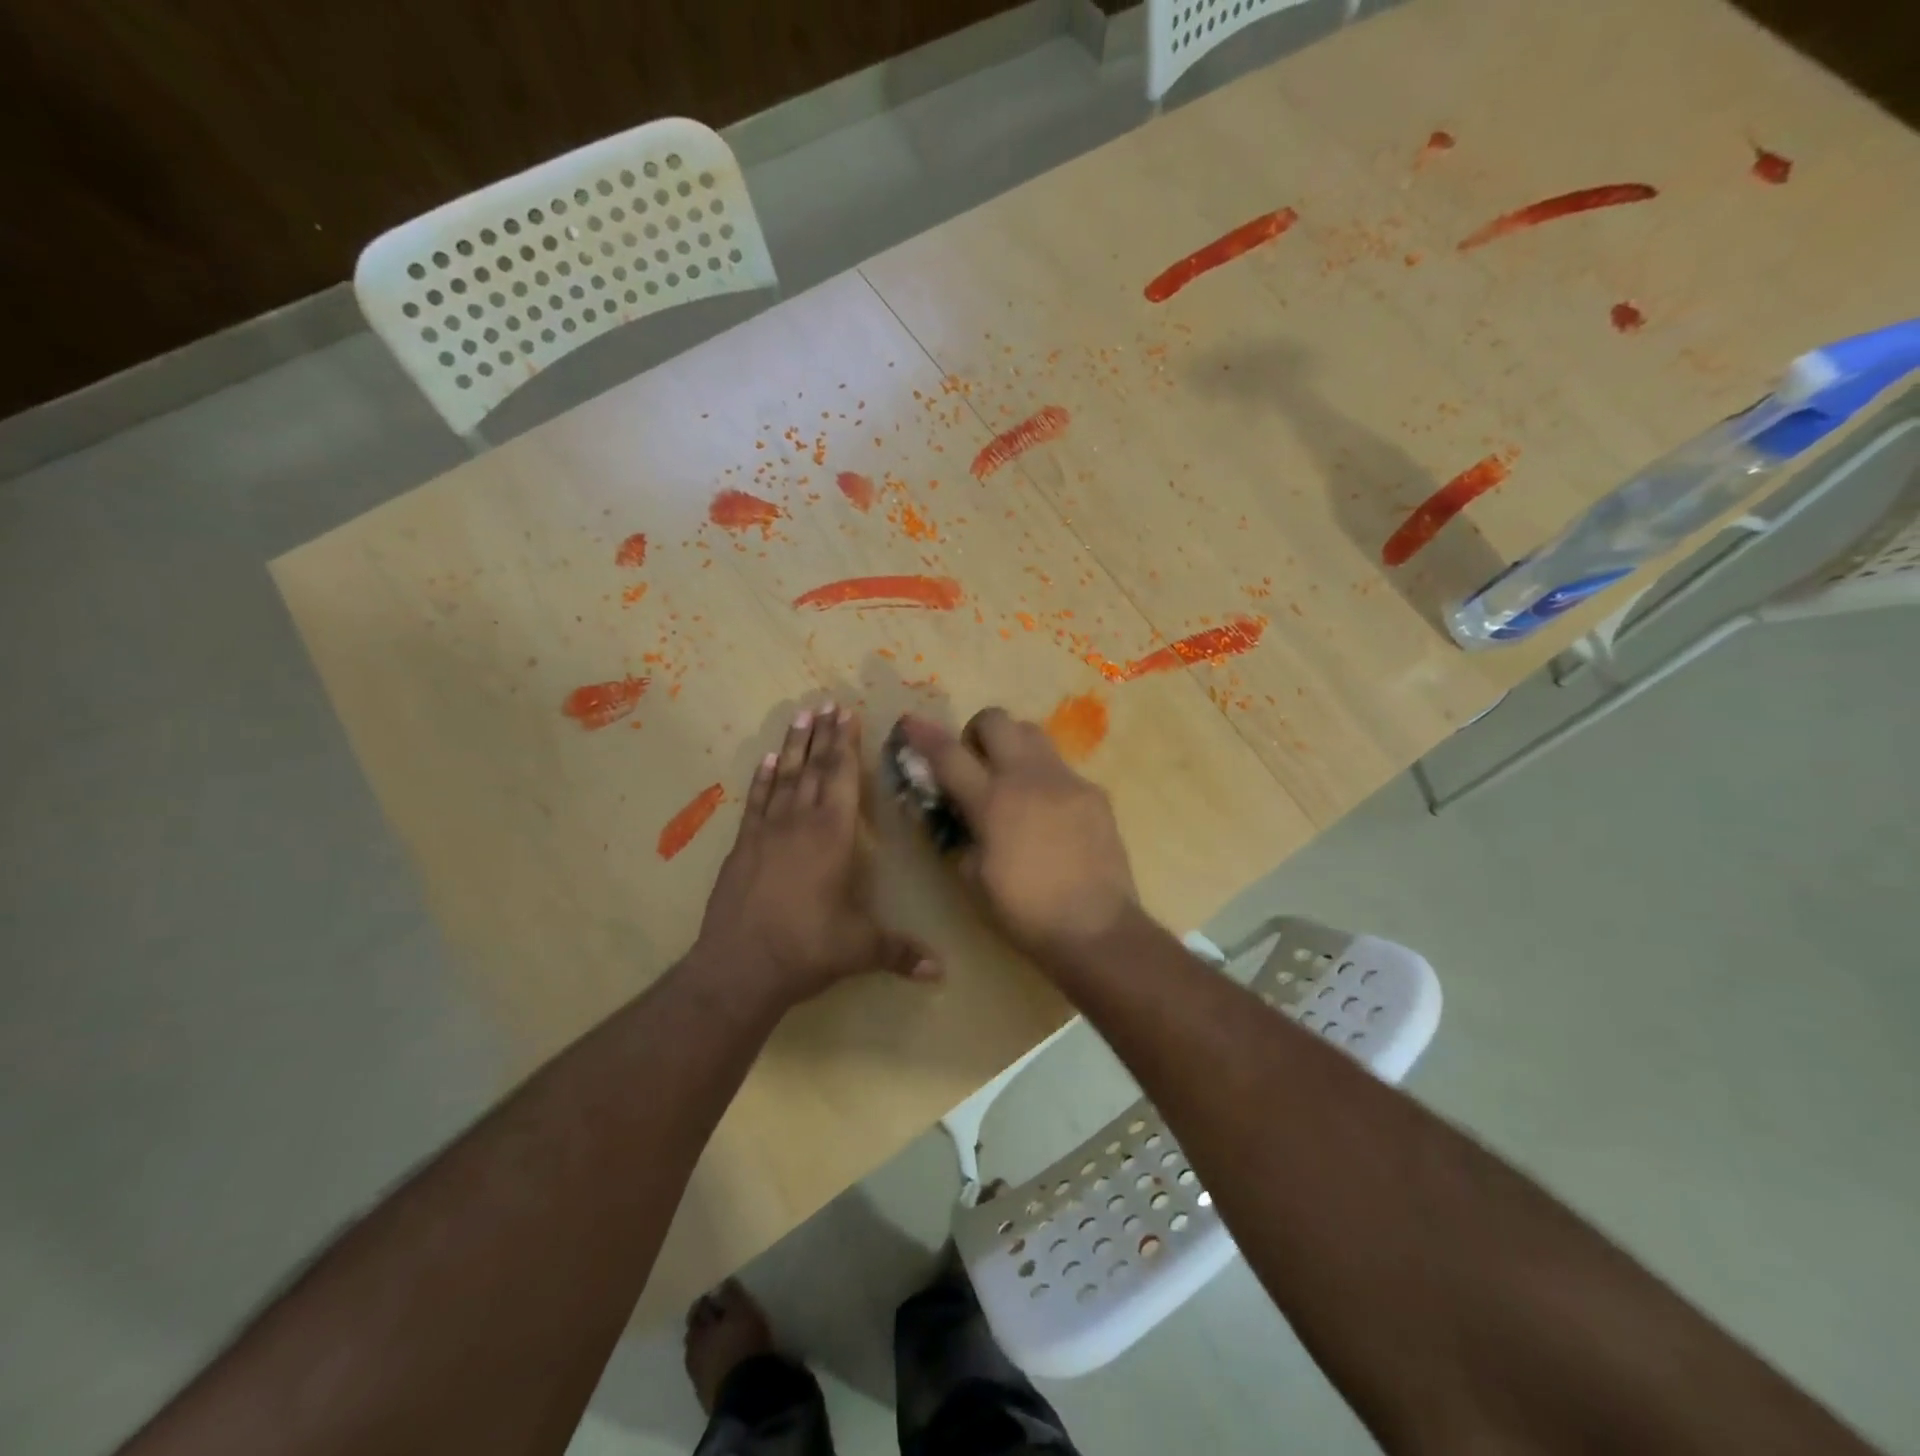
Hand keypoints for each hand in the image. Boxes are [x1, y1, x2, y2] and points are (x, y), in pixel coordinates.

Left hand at [696, 704, 939, 1009]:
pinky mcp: (742, 847)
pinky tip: (766, 761)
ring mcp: (766, 832)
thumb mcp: (860, 949)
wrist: (739, 967)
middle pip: (814, 768)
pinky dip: (762, 779)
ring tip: (800, 716)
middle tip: (826, 703)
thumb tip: (942, 972)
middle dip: (823, 735)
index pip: (841, 779)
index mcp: (832, 836)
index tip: (846, 714)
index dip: (845, 745)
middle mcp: (800, 823)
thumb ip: (900, 952)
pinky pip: (756, 802)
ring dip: (793, 746)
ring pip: (784, 777)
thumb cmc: (807, 949)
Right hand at [896, 709, 1137, 962]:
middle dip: (977, 731)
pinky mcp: (1094, 792)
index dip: (924, 736)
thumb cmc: (1024, 912)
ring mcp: (1066, 780)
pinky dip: (1044, 778)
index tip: (910, 722)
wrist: (1097, 928)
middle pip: (996, 720)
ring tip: (1012, 782)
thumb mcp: (973, 878)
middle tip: (975, 762)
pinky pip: (1062, 768)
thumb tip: (956, 812)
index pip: (949, 755)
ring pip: (1033, 732)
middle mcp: (1029, 778)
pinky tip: (1049, 814)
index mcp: (992, 802)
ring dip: (1013, 746)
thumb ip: (959, 835)